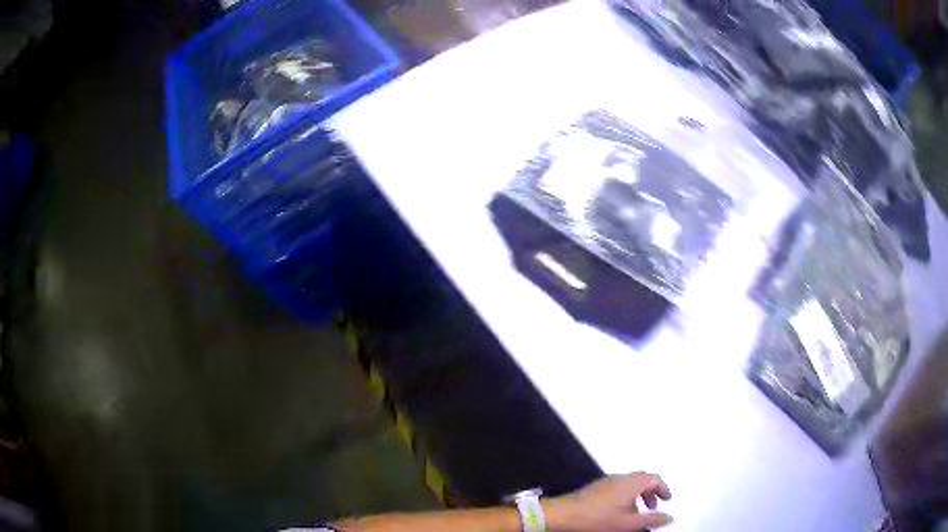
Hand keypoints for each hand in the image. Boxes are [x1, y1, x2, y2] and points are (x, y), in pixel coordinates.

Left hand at [544, 472, 672, 530]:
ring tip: (637, 513)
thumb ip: (651, 520)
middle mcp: (620, 478)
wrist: (563, 515)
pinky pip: (617, 488)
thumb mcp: (628, 524)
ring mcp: (606, 481)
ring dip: (637, 496)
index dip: (663, 488)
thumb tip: (670, 517)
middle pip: (642, 479)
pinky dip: (625, 497)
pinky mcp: (596, 488)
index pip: (654, 479)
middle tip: (654, 506)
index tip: (667, 499)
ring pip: (629, 484)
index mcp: (631, 483)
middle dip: (650, 492)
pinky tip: (619, 512)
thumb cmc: (596, 519)